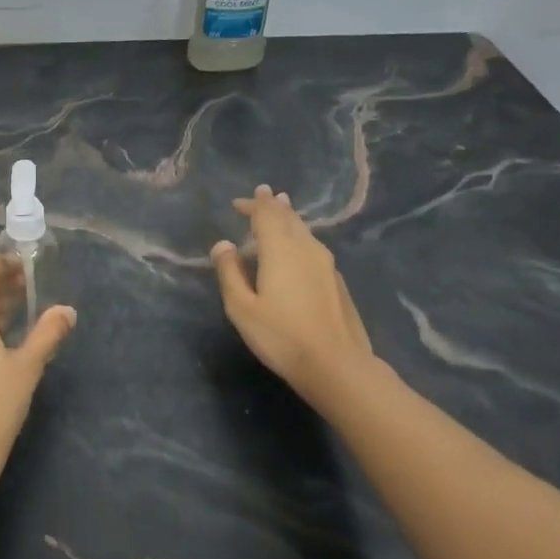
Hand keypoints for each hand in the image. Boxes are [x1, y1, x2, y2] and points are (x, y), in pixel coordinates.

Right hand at [211, 185, 375, 407]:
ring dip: (290, 219)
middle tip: (265, 194)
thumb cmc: (281, 336)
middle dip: (274, 206)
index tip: (241, 200)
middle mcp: (306, 249)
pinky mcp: (336, 281)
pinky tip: (299, 247)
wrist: (335, 364)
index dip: (254, 204)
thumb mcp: (242, 307)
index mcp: (280, 250)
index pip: (266, 215)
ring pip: (305, 231)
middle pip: (289, 218)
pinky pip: (314, 246)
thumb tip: (223, 245)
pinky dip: (301, 237)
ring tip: (283, 210)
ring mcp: (326, 264)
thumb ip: (230, 273)